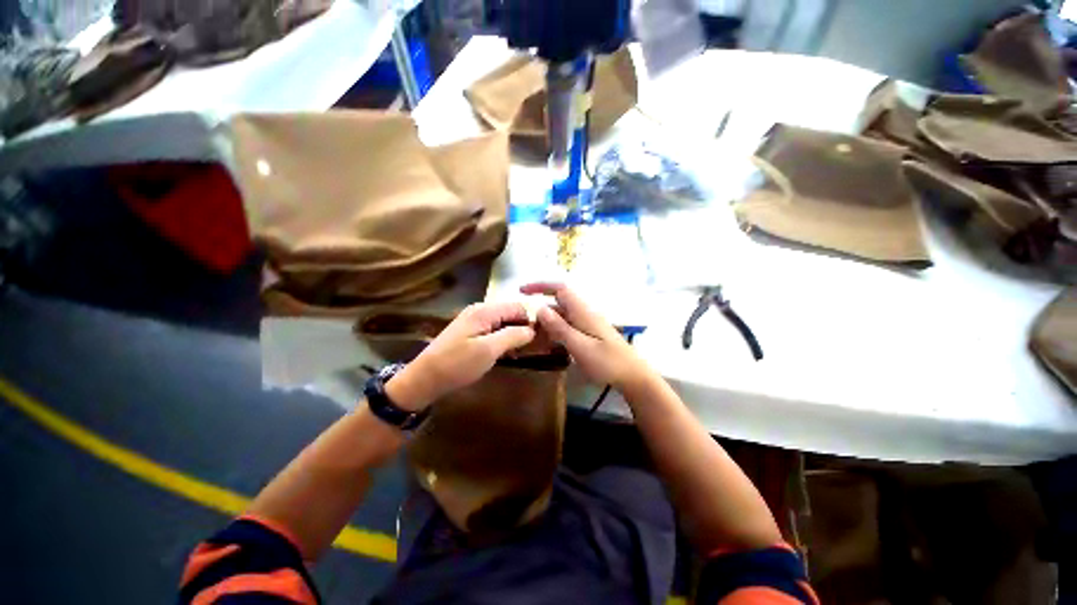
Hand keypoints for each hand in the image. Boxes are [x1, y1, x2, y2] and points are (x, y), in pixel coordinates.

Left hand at [385, 302, 535, 409]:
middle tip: (526, 350)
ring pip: (502, 322)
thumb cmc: (458, 364)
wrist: (425, 378)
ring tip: (515, 354)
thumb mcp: (489, 350)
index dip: (529, 322)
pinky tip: (502, 354)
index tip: (536, 341)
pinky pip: (493, 330)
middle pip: (510, 313)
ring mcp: (473, 320)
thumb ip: (513, 336)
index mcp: (484, 310)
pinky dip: (501, 339)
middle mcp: (479, 310)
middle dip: (521, 329)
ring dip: (511, 336)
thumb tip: (532, 329)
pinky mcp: (469, 331)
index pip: (517, 307)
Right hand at [520, 283, 651, 391]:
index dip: (541, 286)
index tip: (522, 291)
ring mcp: (587, 324)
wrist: (633, 375)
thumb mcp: (580, 346)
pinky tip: (549, 344)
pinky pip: (568, 327)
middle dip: (540, 308)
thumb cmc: (608, 362)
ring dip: (547, 322)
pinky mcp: (589, 334)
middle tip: (522, 322)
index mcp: (582, 311)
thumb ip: (560, 328)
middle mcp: (584, 313)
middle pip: (559, 303)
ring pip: (562, 316)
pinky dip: (555, 331)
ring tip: (531, 335)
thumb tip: (540, 308)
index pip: (560, 289)